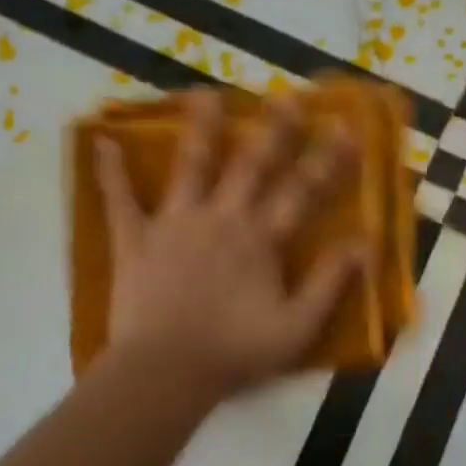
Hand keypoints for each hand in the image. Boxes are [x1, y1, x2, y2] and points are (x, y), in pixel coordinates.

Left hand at [95, 89, 367, 401]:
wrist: (166, 372)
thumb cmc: (234, 352)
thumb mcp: (297, 327)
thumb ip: (329, 283)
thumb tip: (363, 243)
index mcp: (260, 239)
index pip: (301, 191)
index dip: (326, 159)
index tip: (344, 127)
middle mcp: (221, 218)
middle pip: (251, 164)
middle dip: (273, 129)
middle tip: (285, 96)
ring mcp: (175, 223)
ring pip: (190, 165)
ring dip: (199, 128)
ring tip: (204, 93)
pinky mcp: (135, 238)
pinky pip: (120, 199)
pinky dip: (110, 171)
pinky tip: (101, 141)